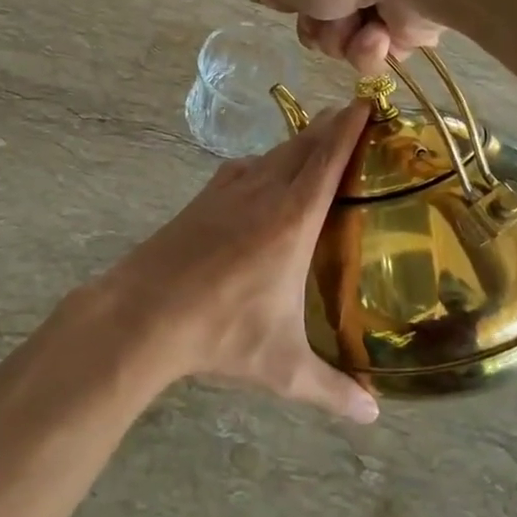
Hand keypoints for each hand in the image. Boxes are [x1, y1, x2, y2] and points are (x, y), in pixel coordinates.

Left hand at [102, 101, 378, 423]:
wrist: (143, 313)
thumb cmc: (221, 333)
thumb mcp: (282, 367)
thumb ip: (331, 390)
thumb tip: (373, 416)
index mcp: (293, 219)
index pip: (329, 158)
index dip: (350, 127)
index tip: (367, 101)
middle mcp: (264, 192)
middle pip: (303, 145)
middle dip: (329, 127)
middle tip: (351, 117)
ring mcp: (228, 191)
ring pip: (272, 154)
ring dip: (297, 142)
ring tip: (315, 142)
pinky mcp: (202, 199)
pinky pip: (243, 169)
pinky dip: (263, 163)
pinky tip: (262, 178)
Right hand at [257, 0, 445, 72]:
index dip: (299, 3)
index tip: (298, 10)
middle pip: (325, 15)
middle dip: (322, 29)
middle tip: (326, 24)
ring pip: (350, 37)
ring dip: (346, 42)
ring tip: (361, 31)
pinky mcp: (415, 19)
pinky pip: (382, 49)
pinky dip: (375, 48)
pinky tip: (381, 36)